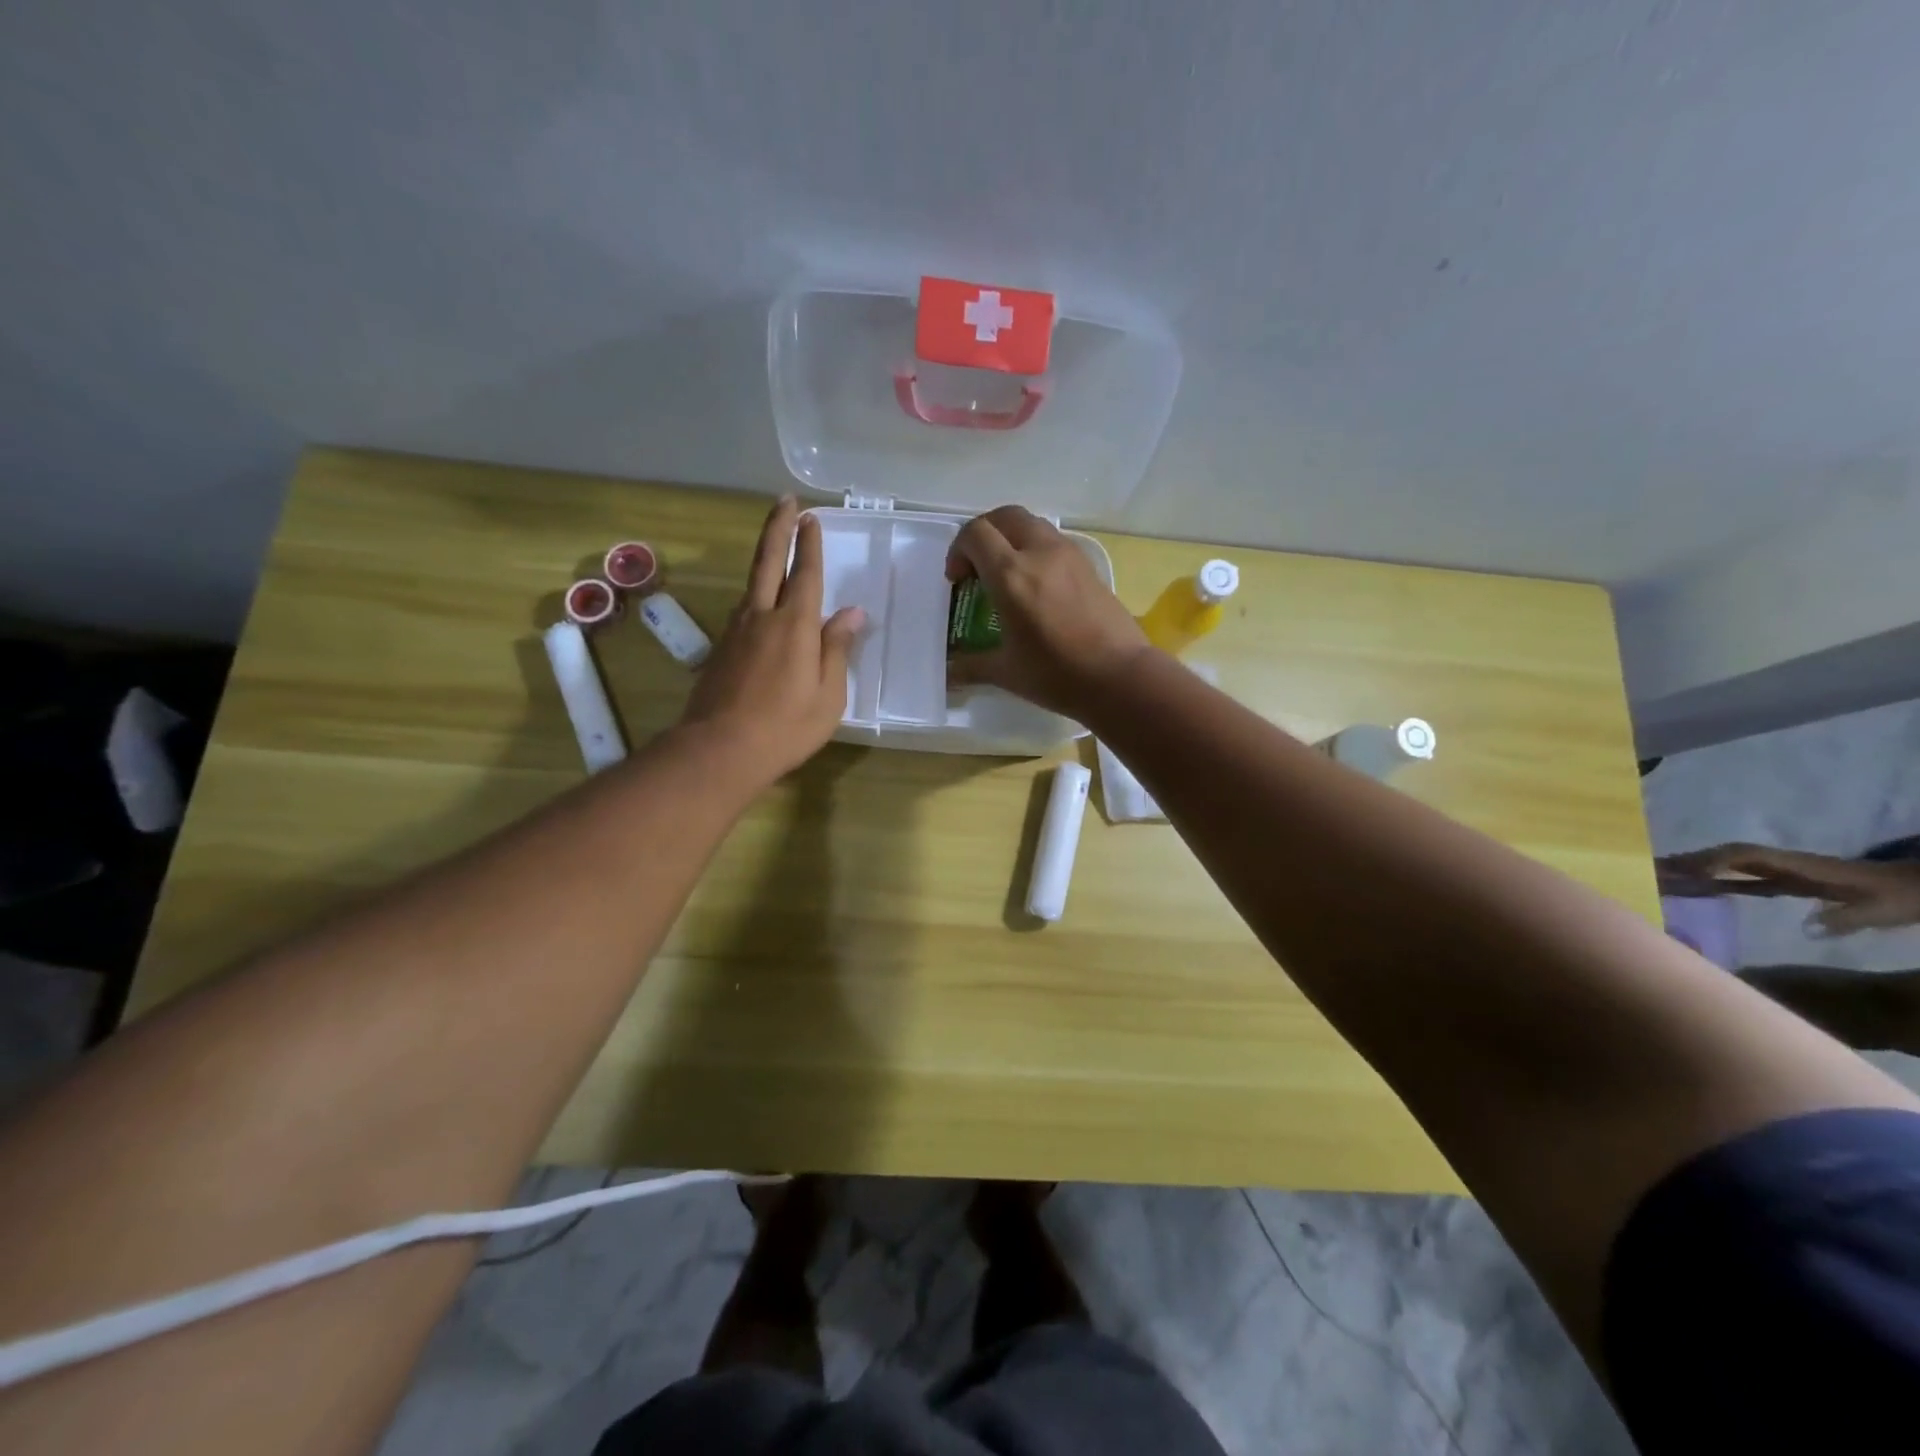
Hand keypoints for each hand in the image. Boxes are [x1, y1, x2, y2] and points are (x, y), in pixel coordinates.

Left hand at [679, 497, 865, 781]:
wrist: (719, 750)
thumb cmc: (786, 727)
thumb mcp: (828, 694)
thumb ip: (837, 649)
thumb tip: (851, 613)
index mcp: (794, 624)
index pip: (805, 573)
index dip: (809, 544)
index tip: (811, 517)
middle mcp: (761, 616)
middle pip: (768, 561)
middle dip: (778, 529)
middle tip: (785, 502)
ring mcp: (735, 631)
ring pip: (752, 584)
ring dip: (765, 558)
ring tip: (777, 547)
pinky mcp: (720, 649)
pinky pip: (743, 611)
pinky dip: (757, 595)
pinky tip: (762, 605)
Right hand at [944, 506, 1149, 717]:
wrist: (1120, 677)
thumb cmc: (1057, 675)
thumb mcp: (1007, 672)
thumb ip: (970, 666)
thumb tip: (949, 673)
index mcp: (1011, 575)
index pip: (975, 534)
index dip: (958, 550)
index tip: (957, 580)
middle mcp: (1039, 553)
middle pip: (1004, 516)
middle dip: (984, 534)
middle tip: (978, 567)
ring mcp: (1068, 555)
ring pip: (1032, 524)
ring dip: (1011, 538)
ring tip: (1008, 574)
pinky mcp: (1089, 565)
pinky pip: (1054, 541)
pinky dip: (1036, 549)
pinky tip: (1037, 586)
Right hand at [1656, 842, 1919, 933]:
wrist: (1918, 887)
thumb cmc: (1899, 897)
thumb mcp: (1880, 910)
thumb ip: (1845, 918)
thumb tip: (1807, 926)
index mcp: (1800, 866)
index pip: (1746, 857)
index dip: (1714, 861)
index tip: (1686, 871)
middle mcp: (1784, 864)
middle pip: (1728, 856)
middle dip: (1690, 859)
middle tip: (1651, 868)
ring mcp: (1784, 871)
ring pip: (1730, 863)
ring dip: (1696, 866)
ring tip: (1662, 874)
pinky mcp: (1787, 881)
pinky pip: (1741, 875)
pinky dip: (1714, 877)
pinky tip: (1698, 886)